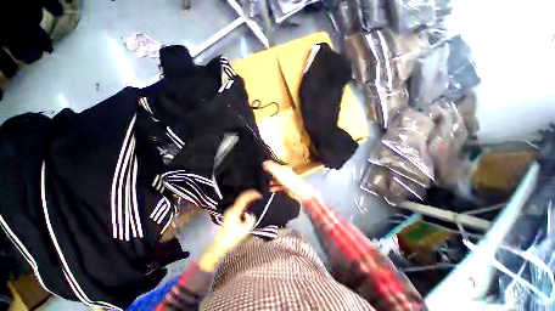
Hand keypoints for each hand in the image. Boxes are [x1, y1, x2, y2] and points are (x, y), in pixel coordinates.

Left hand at [200, 190, 258, 271]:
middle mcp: (231, 209)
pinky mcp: (230, 215)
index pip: (244, 199)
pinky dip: (246, 203)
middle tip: (259, 195)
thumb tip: (252, 214)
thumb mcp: (245, 230)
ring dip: (248, 199)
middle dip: (250, 195)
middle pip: (242, 197)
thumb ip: (251, 219)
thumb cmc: (232, 238)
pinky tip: (250, 206)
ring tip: (256, 199)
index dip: (252, 195)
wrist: (220, 245)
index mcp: (234, 211)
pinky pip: (239, 205)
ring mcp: (230, 211)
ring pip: (240, 201)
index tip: (260, 195)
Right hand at [263, 161, 317, 201]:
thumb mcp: (278, 172)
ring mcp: (286, 181)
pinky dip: (275, 188)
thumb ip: (271, 167)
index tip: (264, 168)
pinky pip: (280, 187)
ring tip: (267, 185)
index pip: (275, 166)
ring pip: (277, 181)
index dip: (270, 167)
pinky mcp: (287, 188)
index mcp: (284, 169)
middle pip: (276, 174)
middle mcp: (286, 174)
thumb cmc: (289, 180)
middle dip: (270, 176)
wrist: (297, 190)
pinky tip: (272, 190)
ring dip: (272, 183)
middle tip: (265, 177)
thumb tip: (265, 162)